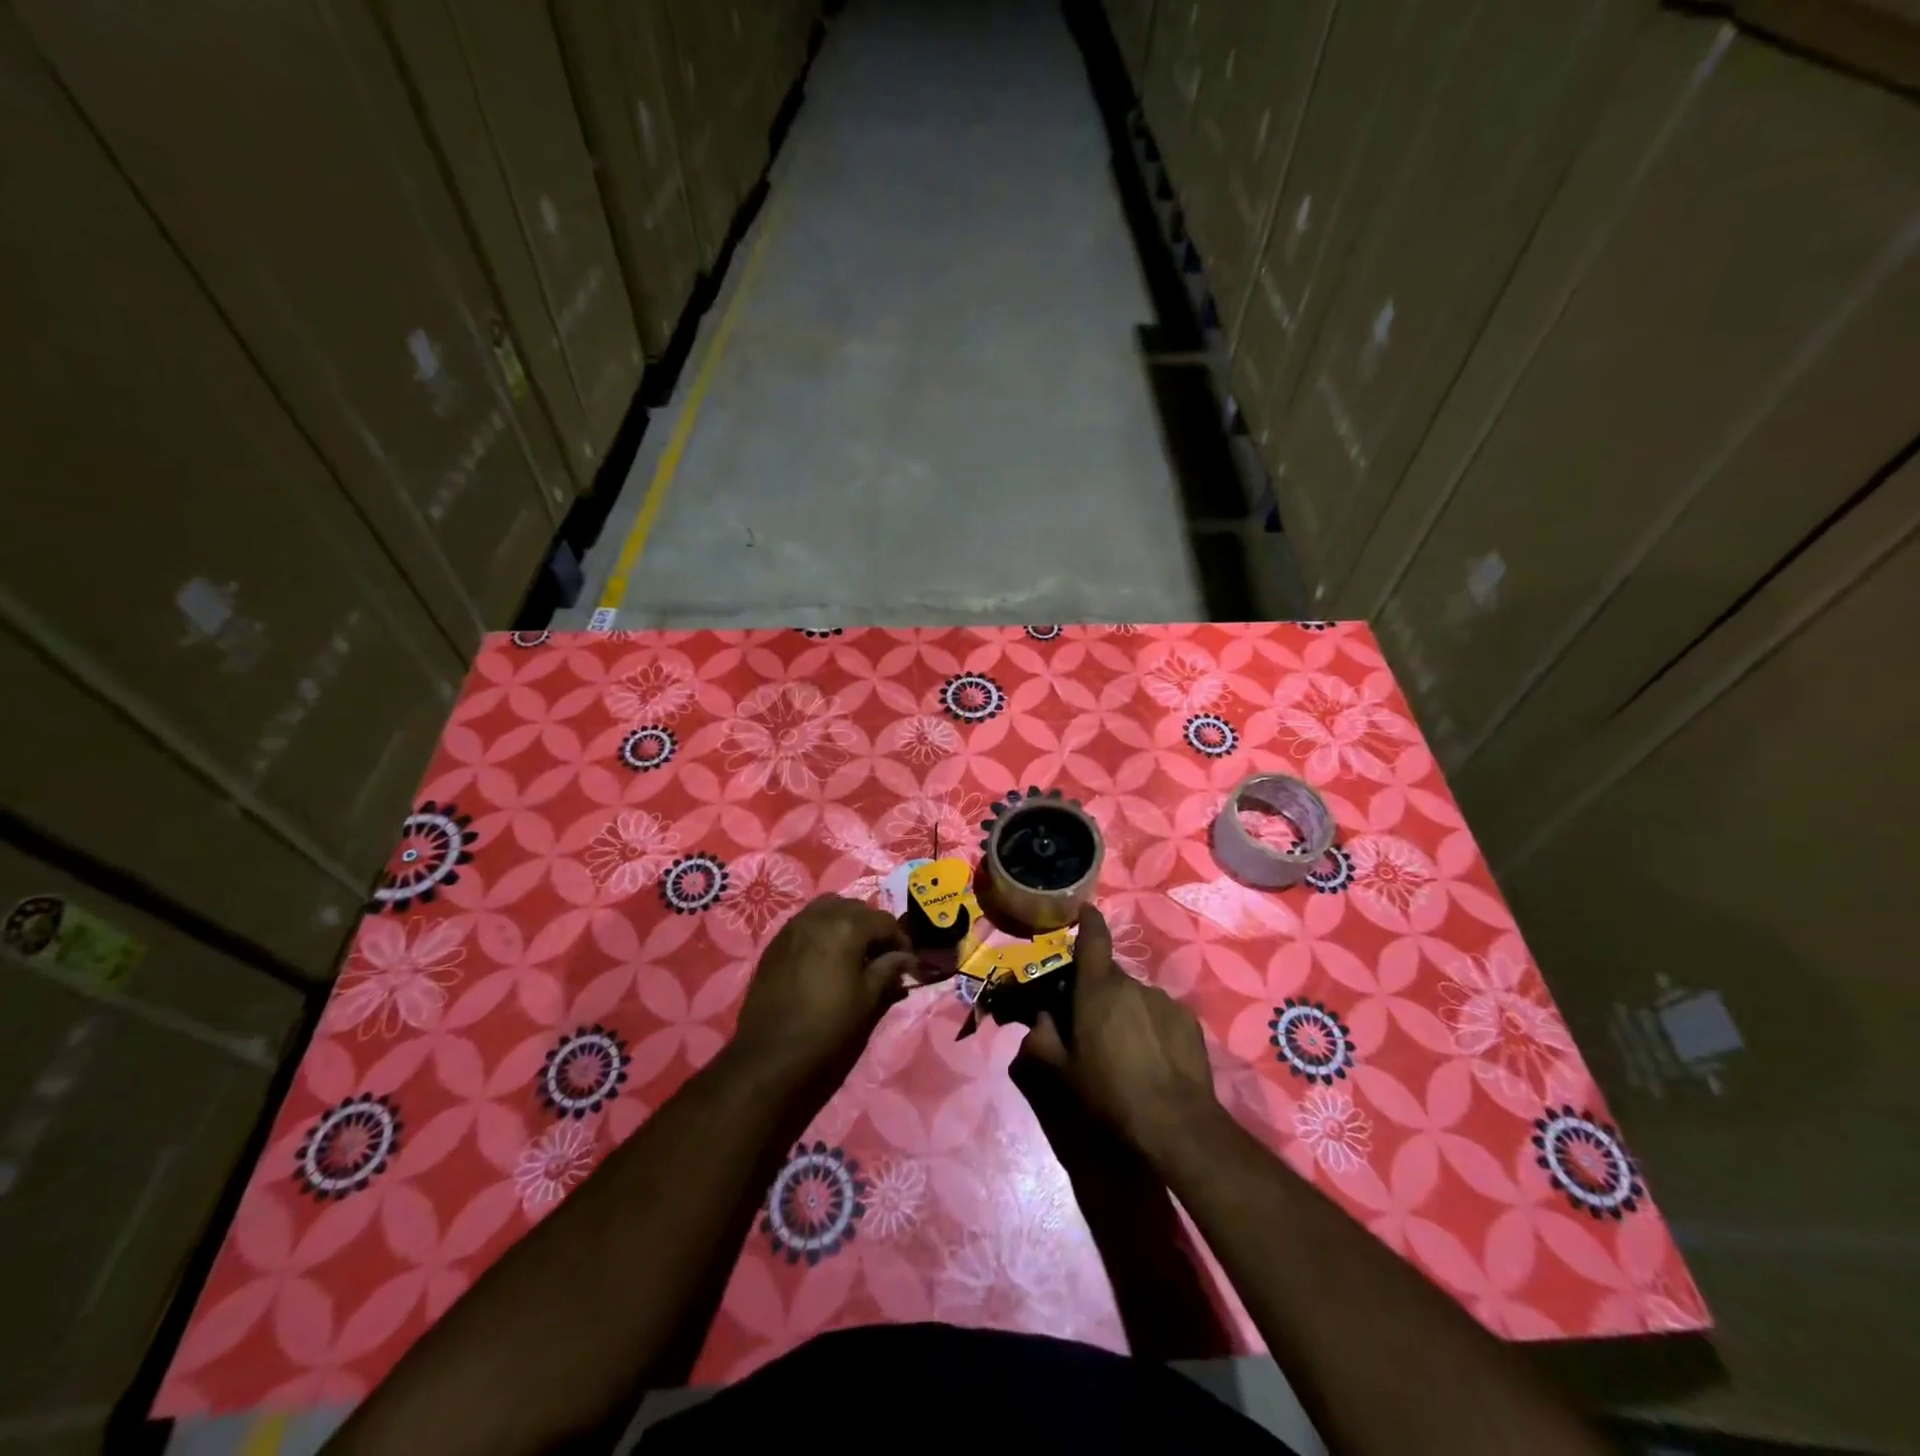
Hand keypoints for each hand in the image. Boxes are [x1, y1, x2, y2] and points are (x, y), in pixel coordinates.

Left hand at [729, 896, 916, 1090]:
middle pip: (855, 908)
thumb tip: (907, 958)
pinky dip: (822, 928)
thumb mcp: (867, 999)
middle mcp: (819, 916)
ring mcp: (794, 925)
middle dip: (872, 926)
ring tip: (852, 950)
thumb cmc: (827, 1026)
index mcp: (846, 927)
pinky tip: (825, 955)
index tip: (905, 961)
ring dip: (845, 921)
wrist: (770, 1053)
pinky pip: (806, 920)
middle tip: (880, 954)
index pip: (884, 920)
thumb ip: (888, 969)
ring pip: (828, 907)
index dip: (900, 939)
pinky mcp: (776, 940)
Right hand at [1017, 906, 1224, 1166]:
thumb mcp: (1058, 1074)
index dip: (1087, 920)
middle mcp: (1133, 985)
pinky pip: (1160, 1015)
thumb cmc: (1108, 1097)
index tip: (1083, 911)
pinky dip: (1151, 1028)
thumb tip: (1040, 1020)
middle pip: (1109, 975)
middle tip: (1088, 1025)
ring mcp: (1165, 1002)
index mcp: (1098, 989)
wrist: (1176, 1130)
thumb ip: (1039, 1039)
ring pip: (1135, 997)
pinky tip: (1152, 1061)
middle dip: (1096, 991)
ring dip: (1125, 1012)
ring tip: (1123, 1051)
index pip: (1093, 938)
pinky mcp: (1189, 1023)